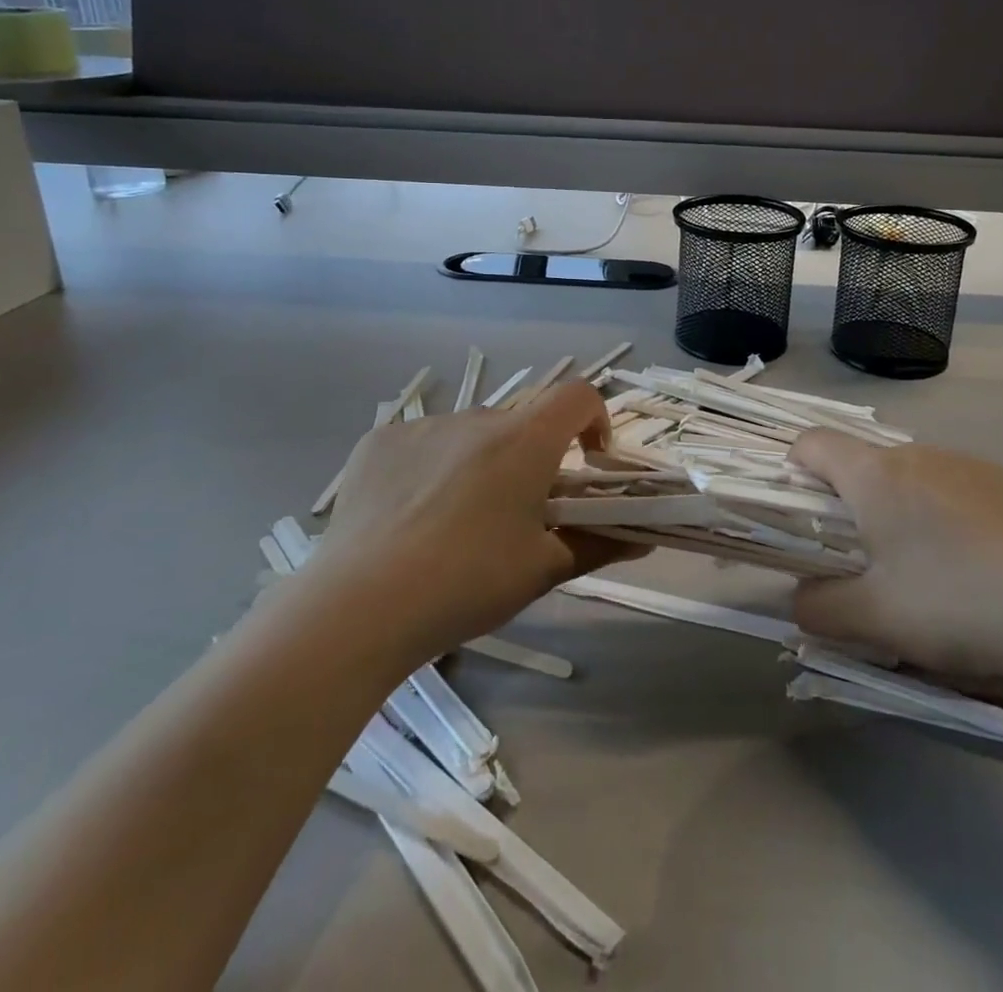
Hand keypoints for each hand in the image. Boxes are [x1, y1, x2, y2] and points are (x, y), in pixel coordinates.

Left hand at [308, 383, 629, 663]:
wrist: (359, 607)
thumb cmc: (468, 583)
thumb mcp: (543, 570)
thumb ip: (598, 544)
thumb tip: (643, 538)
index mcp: (524, 440)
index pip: (578, 395)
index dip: (594, 419)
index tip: (587, 463)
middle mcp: (476, 417)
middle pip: (520, 423)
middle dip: (530, 458)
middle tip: (516, 514)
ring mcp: (422, 426)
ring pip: (468, 435)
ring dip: (478, 463)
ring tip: (454, 525)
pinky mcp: (377, 442)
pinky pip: (420, 444)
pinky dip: (429, 469)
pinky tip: (408, 518)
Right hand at [789, 432, 1002, 684]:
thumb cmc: (958, 606)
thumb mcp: (875, 620)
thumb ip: (819, 607)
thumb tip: (800, 598)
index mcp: (876, 475)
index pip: (812, 443)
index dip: (795, 470)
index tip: (804, 517)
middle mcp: (917, 454)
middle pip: (860, 462)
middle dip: (848, 501)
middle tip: (861, 558)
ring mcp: (965, 463)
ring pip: (906, 474)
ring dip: (894, 506)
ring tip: (921, 565)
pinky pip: (948, 483)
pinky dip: (938, 510)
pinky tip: (969, 560)